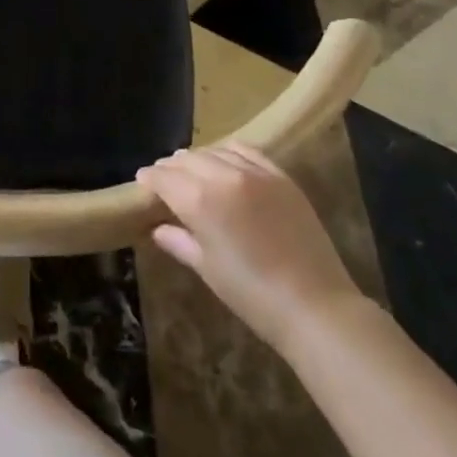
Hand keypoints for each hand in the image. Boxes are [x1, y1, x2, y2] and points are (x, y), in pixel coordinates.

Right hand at [136, 142, 364, 352]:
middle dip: (171, 167)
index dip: (149, 178)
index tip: (142, 181)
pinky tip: (225, 158)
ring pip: (215, 151)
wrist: (314, 304)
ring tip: (191, 168)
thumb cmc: (252, 294)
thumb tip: (158, 228)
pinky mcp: (280, 176)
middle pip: (187, 159)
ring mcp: (255, 173)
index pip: (164, 178)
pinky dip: (229, 151)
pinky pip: (247, 151)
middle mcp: (223, 176)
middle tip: (164, 177)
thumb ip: (179, 241)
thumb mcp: (208, 269)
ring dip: (198, 158)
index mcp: (199, 200)